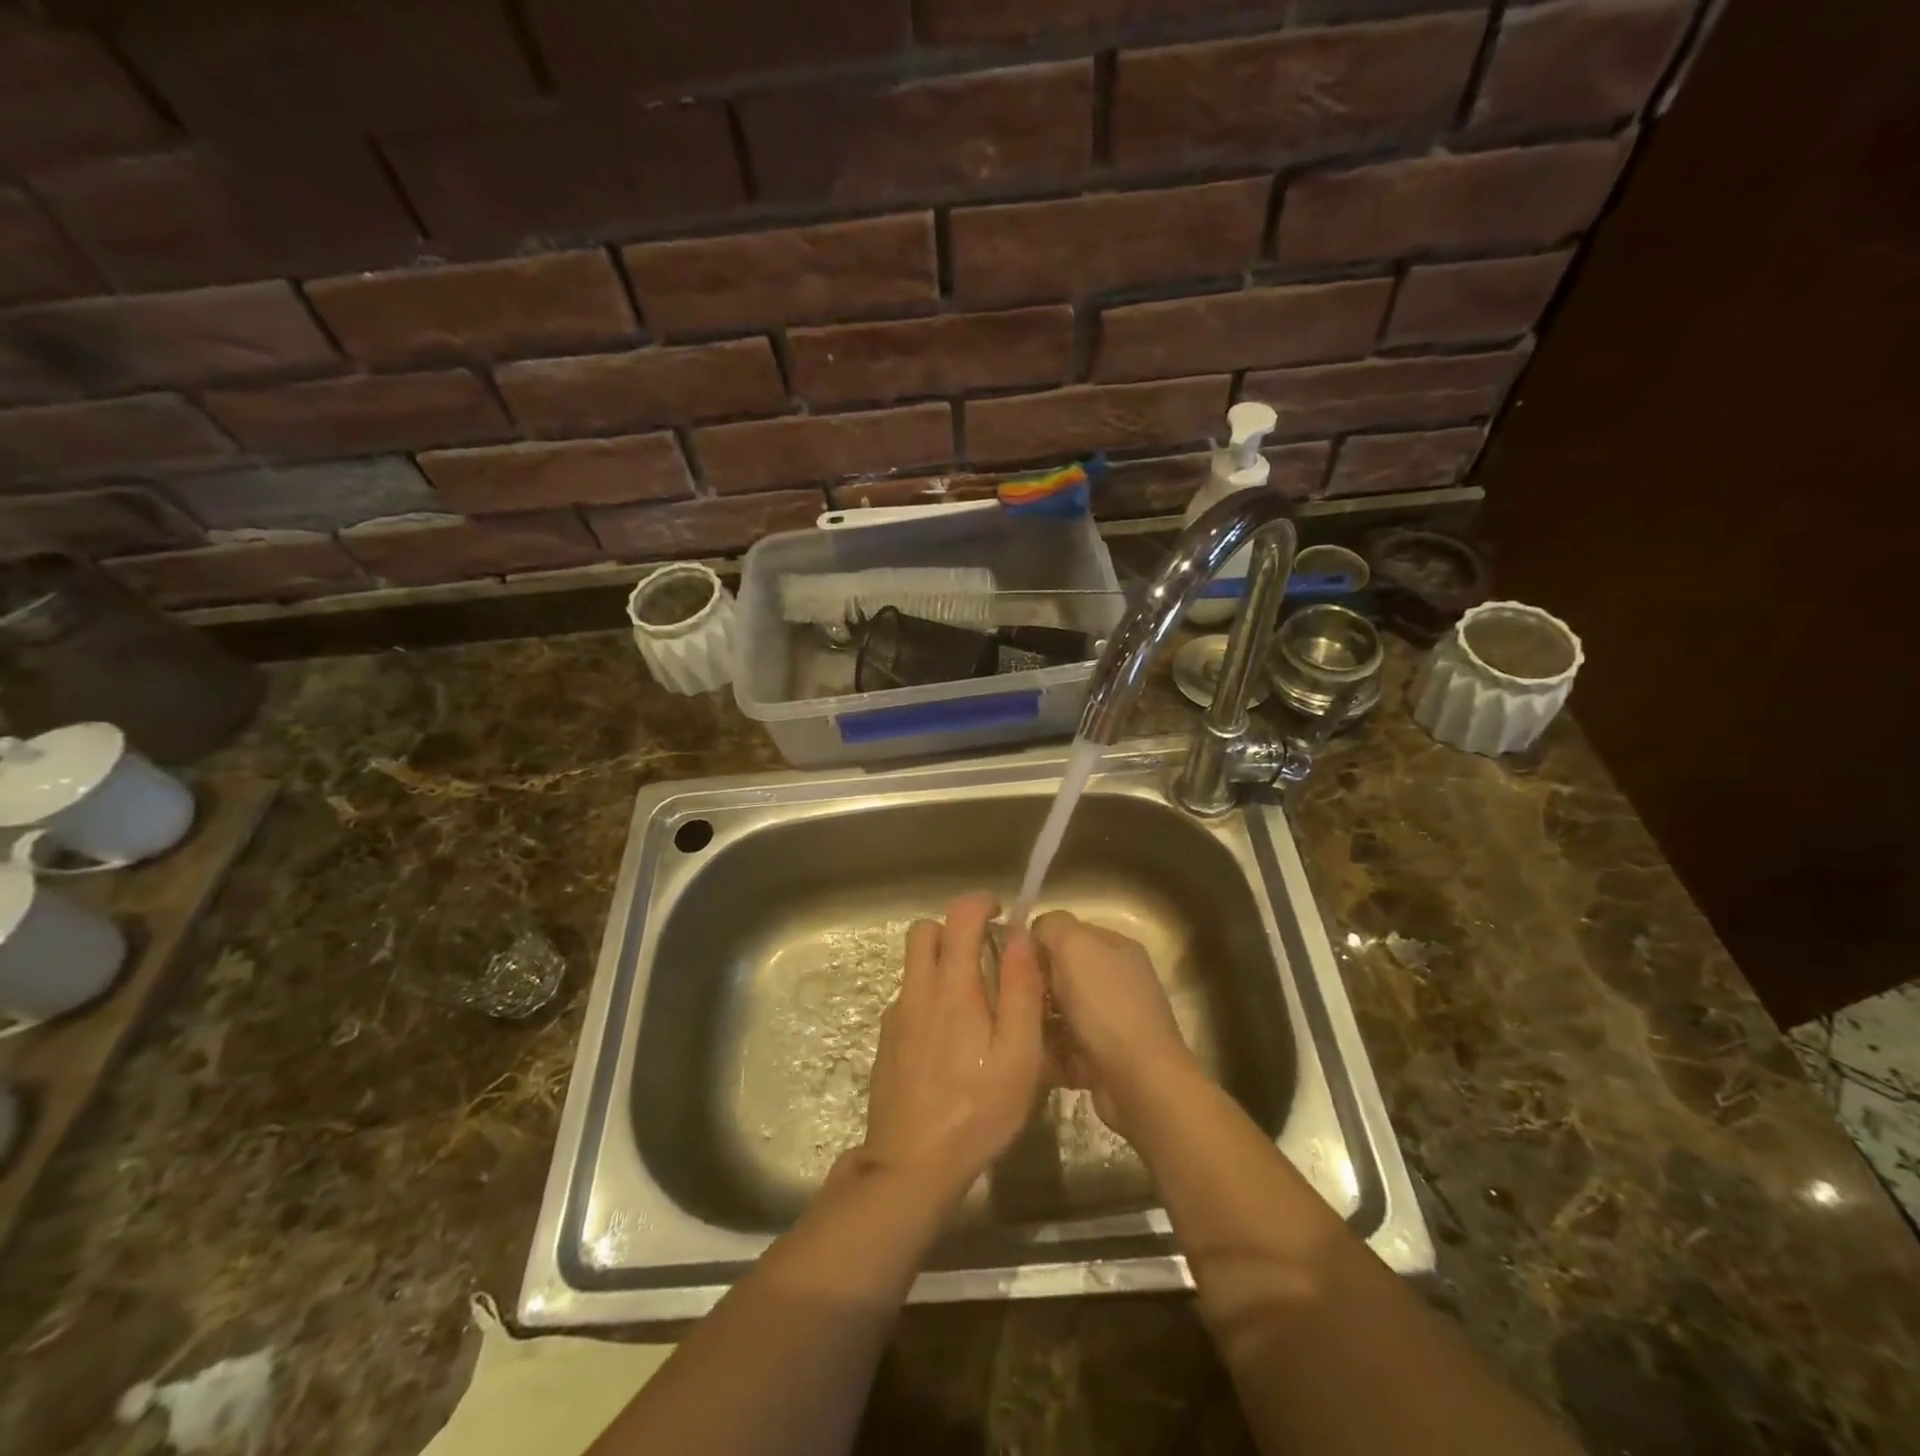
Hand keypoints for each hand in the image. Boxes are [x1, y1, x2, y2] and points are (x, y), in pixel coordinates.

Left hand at [859, 892, 1045, 1204]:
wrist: (911, 1166)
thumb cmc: (977, 1110)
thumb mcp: (1019, 1055)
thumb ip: (1022, 990)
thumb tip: (1020, 936)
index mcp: (952, 986)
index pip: (959, 915)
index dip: (980, 903)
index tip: (1000, 915)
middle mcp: (918, 990)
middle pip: (923, 930)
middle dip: (953, 928)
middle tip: (984, 954)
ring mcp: (897, 1016)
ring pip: (913, 964)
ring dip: (940, 962)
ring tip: (974, 1002)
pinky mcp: (887, 1041)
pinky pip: (908, 998)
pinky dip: (929, 996)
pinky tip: (950, 1040)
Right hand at [1032, 910, 1198, 1138]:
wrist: (1140, 1083)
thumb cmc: (1105, 1006)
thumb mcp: (1075, 946)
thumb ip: (1052, 926)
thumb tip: (1035, 931)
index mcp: (1116, 948)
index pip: (1067, 932)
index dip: (1039, 943)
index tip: (1013, 961)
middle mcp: (1117, 980)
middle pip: (1061, 973)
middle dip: (1036, 985)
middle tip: (1012, 998)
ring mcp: (1111, 1021)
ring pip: (1059, 1012)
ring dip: (1038, 1021)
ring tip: (1018, 1029)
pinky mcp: (1103, 1058)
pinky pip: (1064, 1046)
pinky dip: (1049, 1052)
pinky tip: (1033, 1056)